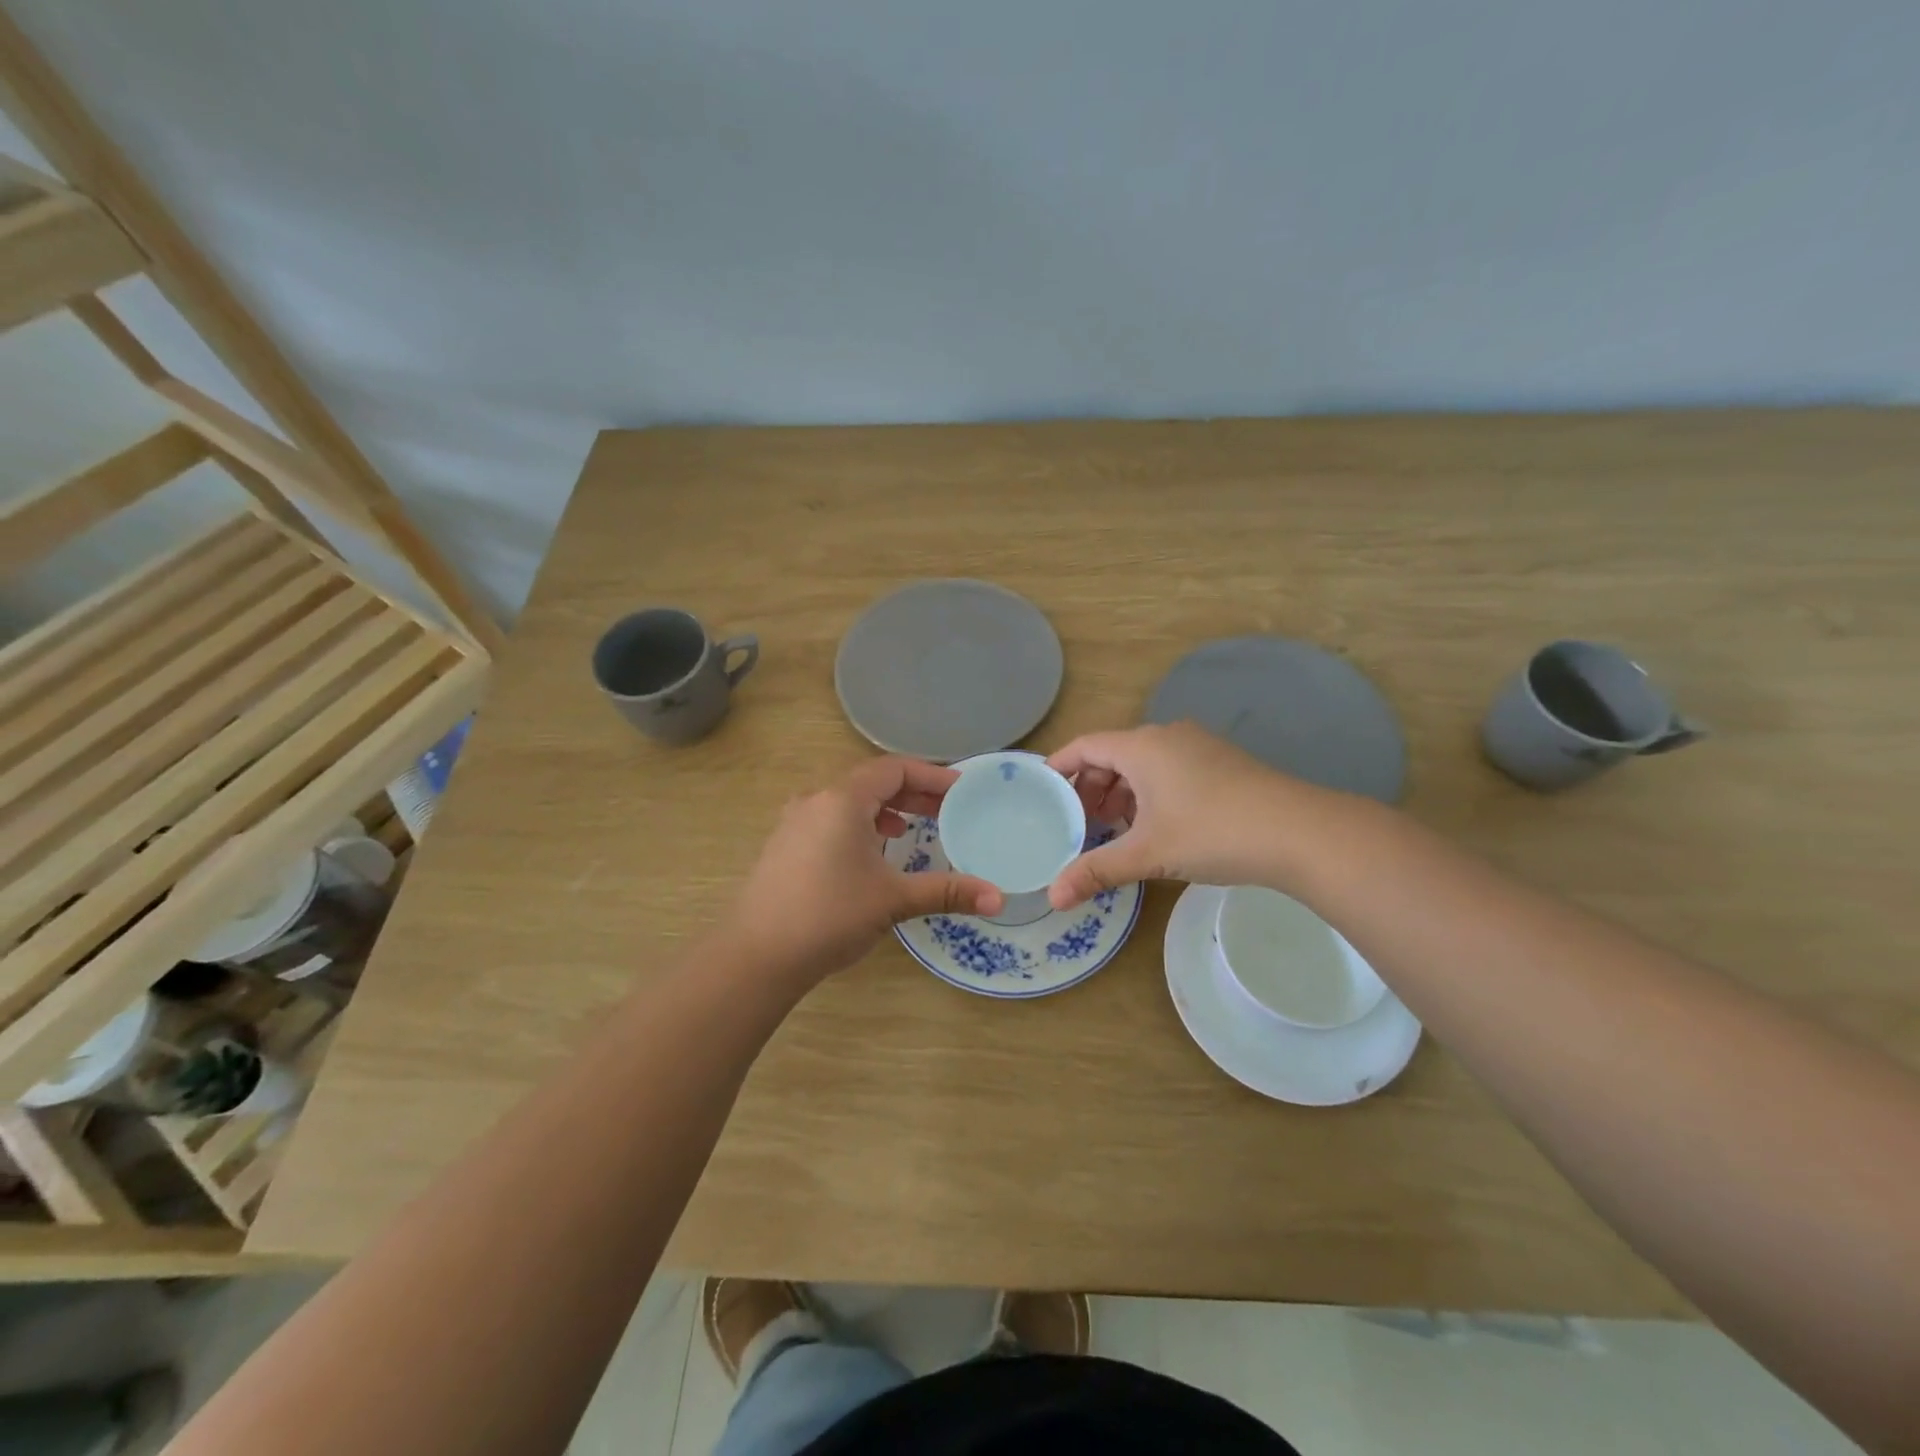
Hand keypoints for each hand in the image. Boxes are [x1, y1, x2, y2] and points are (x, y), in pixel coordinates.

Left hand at [729, 757, 1004, 982]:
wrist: (756, 955)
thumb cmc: (829, 915)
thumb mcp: (893, 900)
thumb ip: (947, 892)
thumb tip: (998, 898)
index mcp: (842, 800)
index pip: (894, 769)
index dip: (931, 775)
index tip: (961, 790)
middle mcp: (816, 800)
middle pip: (871, 781)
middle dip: (911, 793)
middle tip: (946, 809)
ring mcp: (795, 822)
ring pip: (848, 801)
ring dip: (884, 808)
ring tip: (911, 828)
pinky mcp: (785, 845)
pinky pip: (830, 818)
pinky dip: (859, 823)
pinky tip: (870, 852)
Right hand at [1045, 722, 1304, 907]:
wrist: (1298, 832)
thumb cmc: (1212, 832)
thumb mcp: (1147, 854)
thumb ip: (1096, 870)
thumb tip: (1052, 898)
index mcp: (1141, 747)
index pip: (1085, 745)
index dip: (1060, 765)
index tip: (1042, 789)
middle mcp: (1166, 737)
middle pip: (1113, 754)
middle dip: (1091, 787)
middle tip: (1078, 822)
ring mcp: (1198, 747)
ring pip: (1143, 764)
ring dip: (1121, 792)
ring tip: (1112, 829)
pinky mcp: (1221, 763)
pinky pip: (1169, 770)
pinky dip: (1149, 793)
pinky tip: (1154, 826)